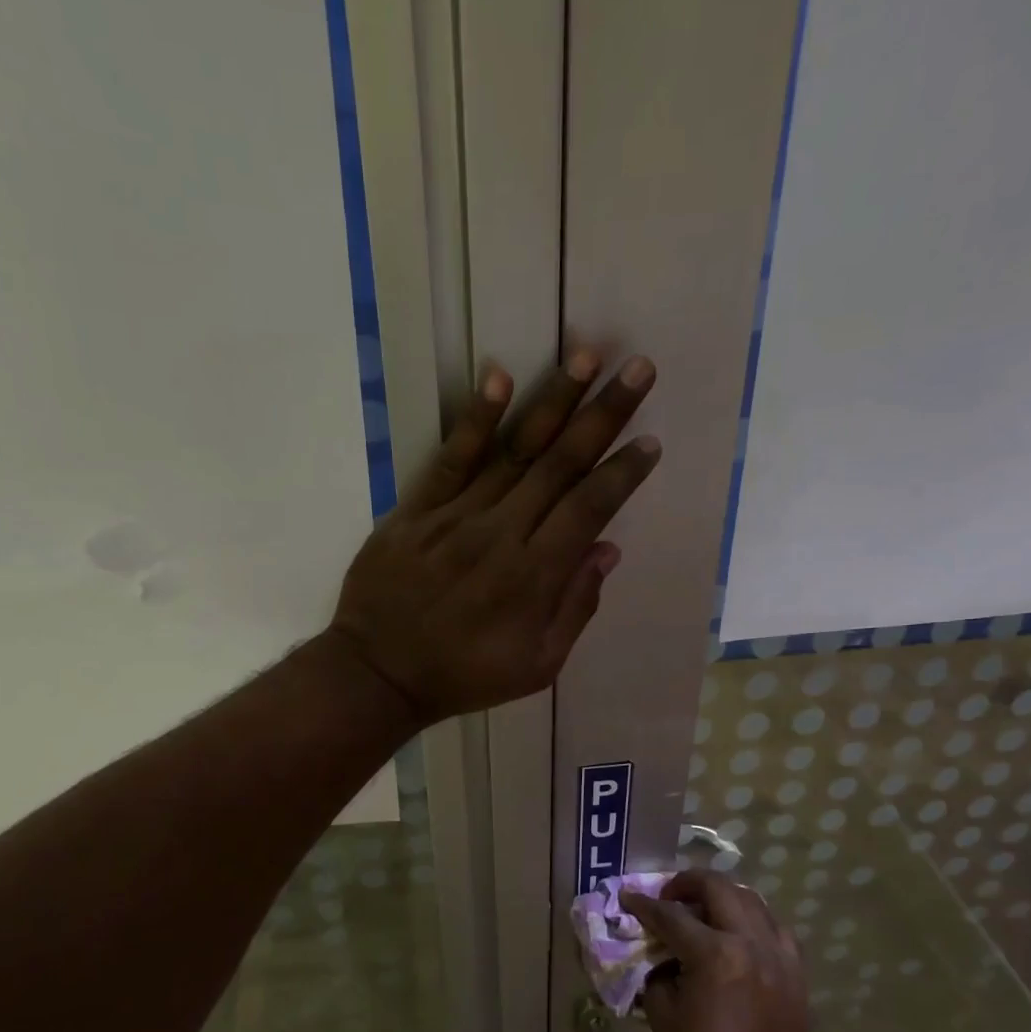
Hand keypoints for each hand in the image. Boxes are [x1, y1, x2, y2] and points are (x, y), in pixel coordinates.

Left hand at [328, 352, 660, 724]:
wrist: (380, 675)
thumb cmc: (465, 676)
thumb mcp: (536, 666)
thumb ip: (575, 608)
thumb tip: (607, 550)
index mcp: (534, 576)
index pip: (589, 509)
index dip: (622, 474)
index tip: (650, 441)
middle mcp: (501, 534)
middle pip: (561, 465)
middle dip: (604, 415)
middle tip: (639, 369)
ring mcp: (455, 517)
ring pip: (514, 451)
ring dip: (554, 401)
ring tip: (587, 355)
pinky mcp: (416, 511)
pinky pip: (450, 458)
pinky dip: (475, 419)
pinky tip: (499, 377)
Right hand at [623, 870, 814, 1031]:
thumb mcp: (662, 1014)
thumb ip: (656, 971)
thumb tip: (656, 952)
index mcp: (713, 954)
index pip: (670, 915)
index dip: (643, 904)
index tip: (627, 897)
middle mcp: (749, 941)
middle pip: (716, 887)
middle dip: (685, 883)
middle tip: (668, 897)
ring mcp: (778, 953)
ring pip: (750, 899)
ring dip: (721, 896)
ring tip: (703, 909)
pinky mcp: (795, 969)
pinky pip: (774, 927)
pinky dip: (752, 920)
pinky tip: (738, 934)